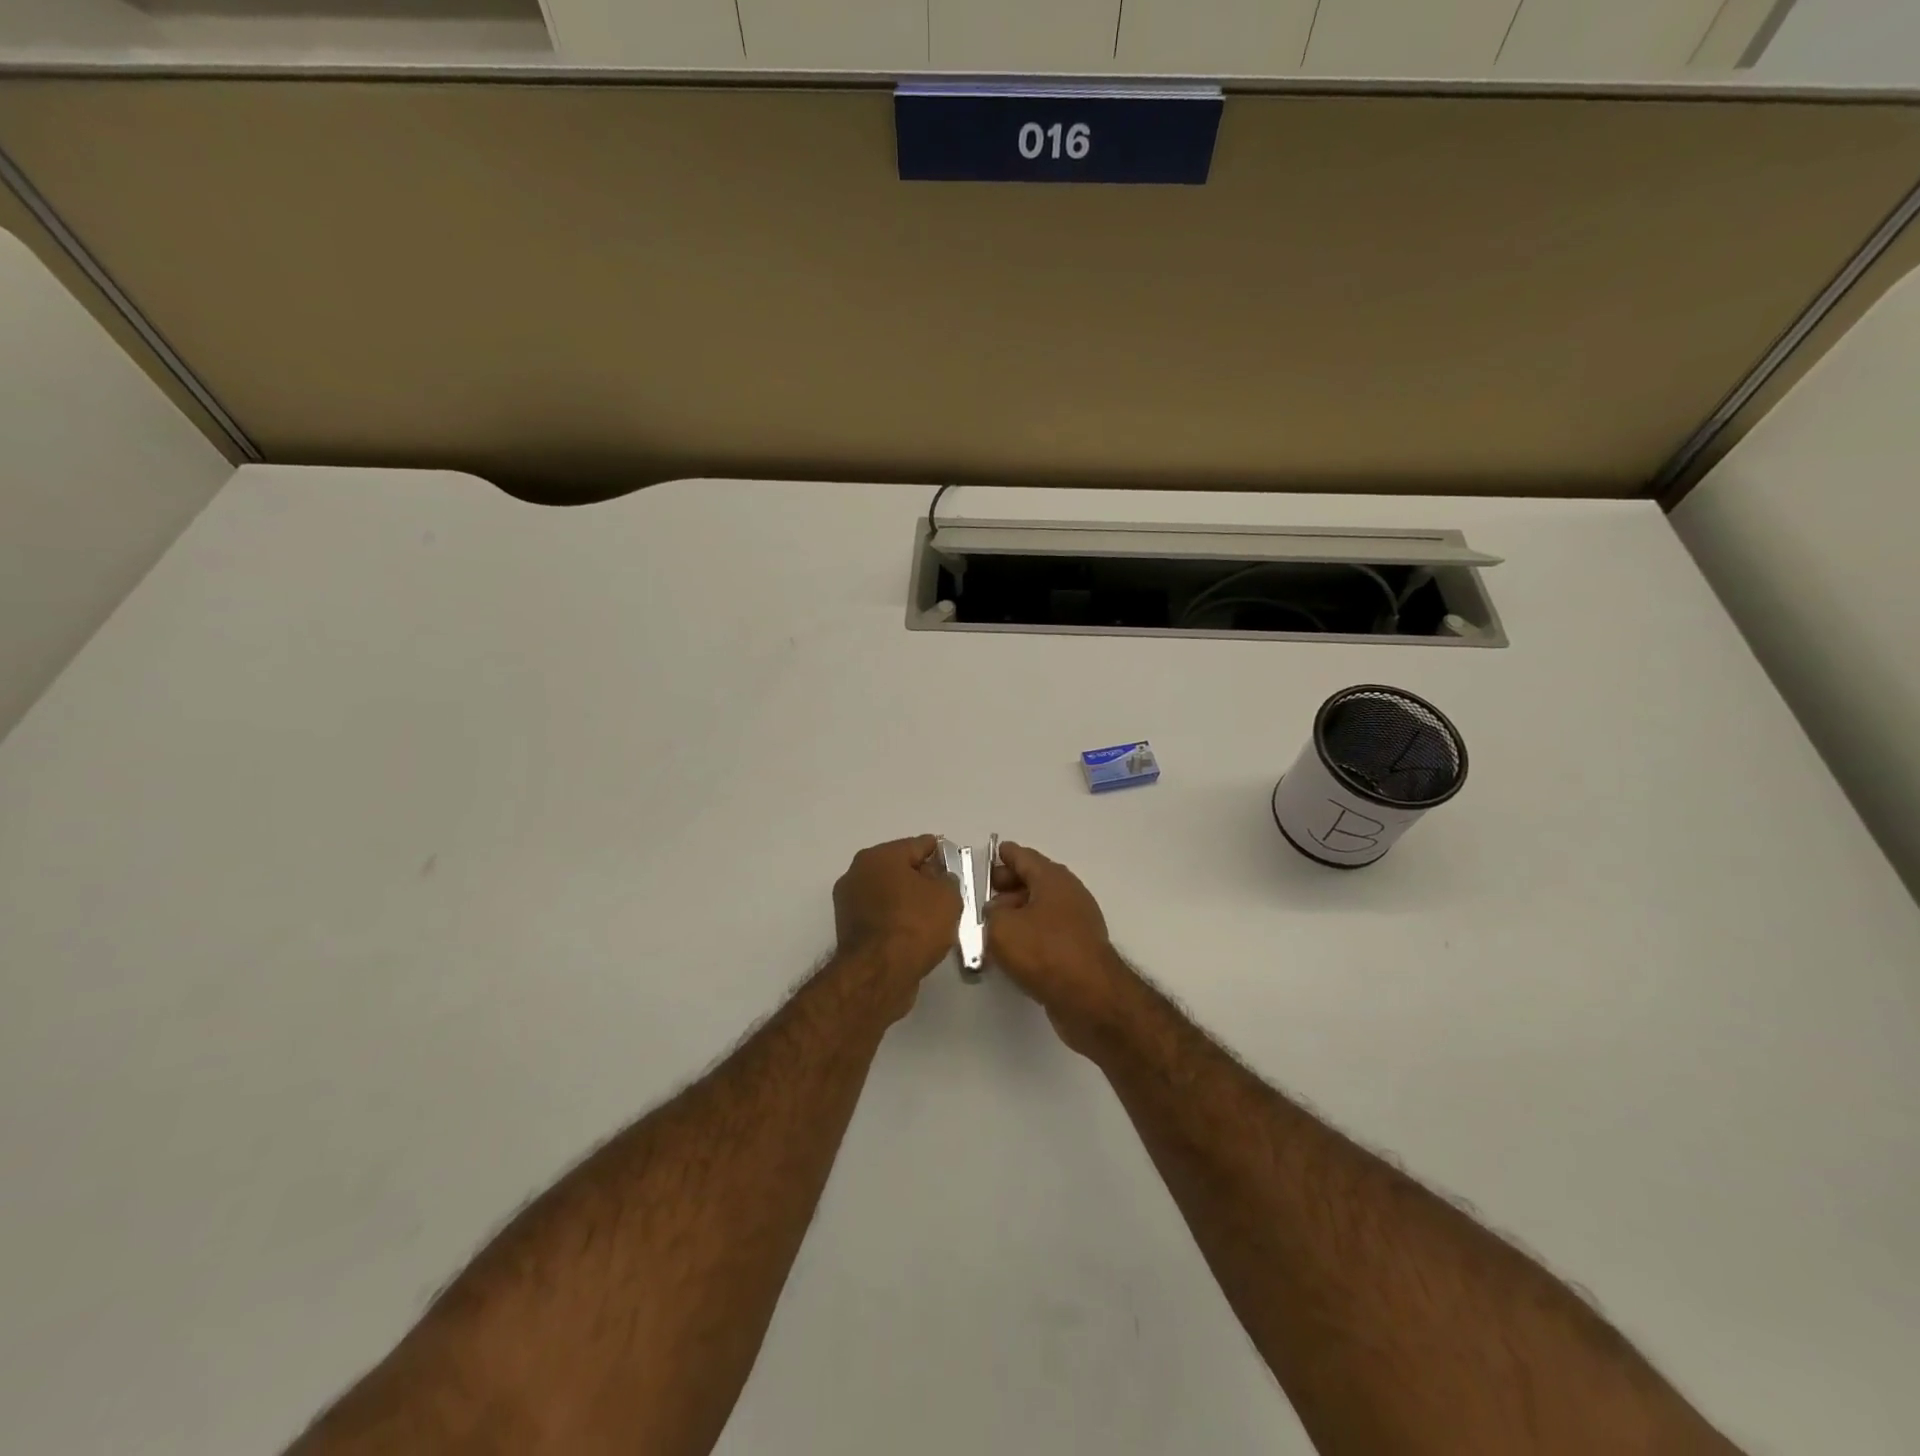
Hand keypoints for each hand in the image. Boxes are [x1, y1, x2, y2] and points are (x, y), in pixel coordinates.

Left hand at [833, 836, 962, 1021]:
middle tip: (946, 890)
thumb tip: (938, 878)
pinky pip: (881, 916)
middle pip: (899, 868)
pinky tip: (914, 933)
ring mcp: (849, 902)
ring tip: (933, 916)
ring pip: (888, 894)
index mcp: (879, 856)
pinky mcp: (848, 930)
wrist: (879, 974)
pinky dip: (896, 920)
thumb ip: (947, 879)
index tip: (954, 861)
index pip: (917, 845)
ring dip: (907, 900)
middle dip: (922, 877)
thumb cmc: (915, 925)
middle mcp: (858, 873)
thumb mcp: (947, 896)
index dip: (940, 852)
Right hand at [986, 842, 1132, 1052]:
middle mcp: (1068, 894)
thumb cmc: (1045, 952)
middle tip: (984, 896)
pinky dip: (1029, 934)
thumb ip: (990, 914)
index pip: (1024, 857)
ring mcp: (1077, 922)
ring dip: (1017, 913)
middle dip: (1008, 886)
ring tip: (990, 926)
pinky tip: (1011, 951)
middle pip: (1033, 881)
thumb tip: (995, 914)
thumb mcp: (1001, 927)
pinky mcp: (1078, 949)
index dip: (1005, 855)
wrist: (1091, 998)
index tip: (992, 853)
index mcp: (1052, 878)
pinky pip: (1048, 932)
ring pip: (1040, 908)